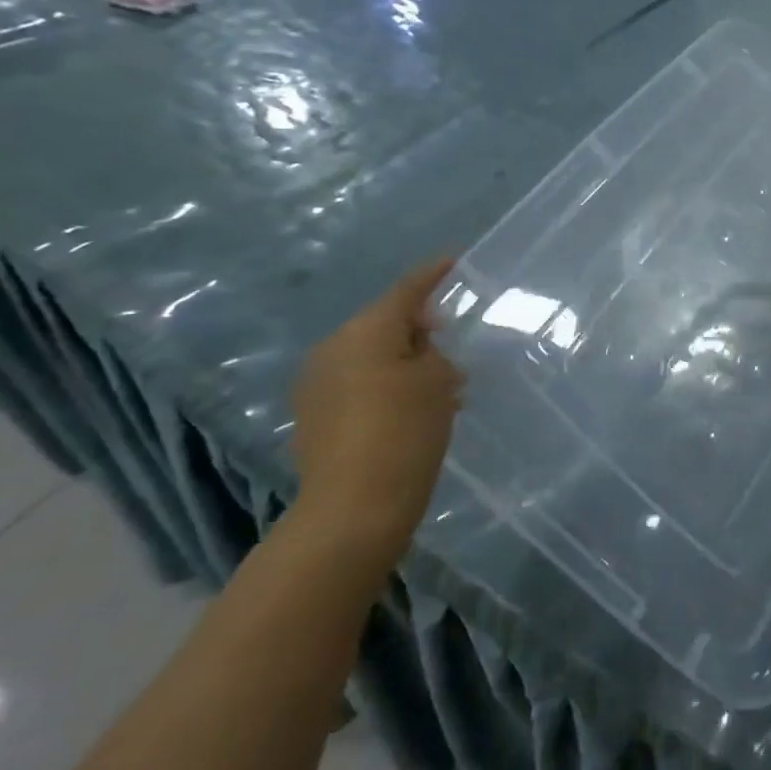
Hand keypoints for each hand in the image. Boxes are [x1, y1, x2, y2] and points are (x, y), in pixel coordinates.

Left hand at [292, 258, 462, 560]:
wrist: (353, 509)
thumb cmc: (404, 433)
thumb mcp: (436, 382)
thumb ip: (431, 350)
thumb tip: (420, 341)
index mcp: (366, 332)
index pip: (407, 290)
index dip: (433, 274)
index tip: (455, 261)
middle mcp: (334, 348)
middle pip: (385, 323)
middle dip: (421, 328)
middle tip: (455, 341)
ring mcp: (318, 383)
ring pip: (372, 355)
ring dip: (405, 361)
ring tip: (441, 382)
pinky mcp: (314, 415)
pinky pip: (358, 382)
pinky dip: (387, 384)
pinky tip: (412, 408)